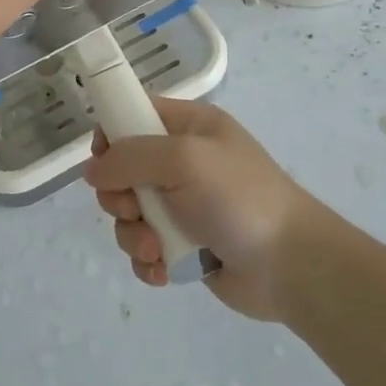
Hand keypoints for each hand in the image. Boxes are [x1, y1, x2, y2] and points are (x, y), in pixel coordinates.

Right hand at [86, 98, 327, 321]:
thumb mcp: (185, 159)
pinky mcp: (183, 245)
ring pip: (128, 214)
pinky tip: (163, 271)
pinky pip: (143, 247)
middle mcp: (182, 162)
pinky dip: (147, 261)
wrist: (293, 267)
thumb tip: (92, 170)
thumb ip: (130, 156)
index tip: (105, 161)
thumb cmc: (240, 199)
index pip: (133, 114)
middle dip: (119, 196)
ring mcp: (182, 206)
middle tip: (134, 210)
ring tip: (155, 249)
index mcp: (188, 127)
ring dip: (132, 235)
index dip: (111, 135)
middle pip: (121, 170)